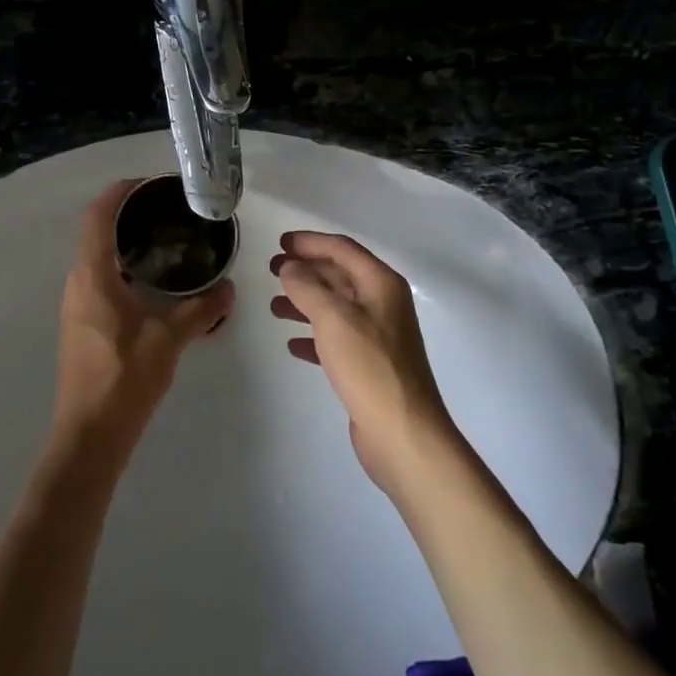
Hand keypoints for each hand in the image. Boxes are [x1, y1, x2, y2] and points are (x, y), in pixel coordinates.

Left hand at [54, 180, 234, 471]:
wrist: (90, 434)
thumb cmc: (124, 378)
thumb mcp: (170, 340)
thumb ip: (201, 310)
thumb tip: (229, 288)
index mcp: (93, 275)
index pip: (98, 215)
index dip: (119, 192)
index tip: (150, 184)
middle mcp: (78, 282)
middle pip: (97, 231)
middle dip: (128, 215)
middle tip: (167, 211)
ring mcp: (76, 304)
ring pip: (98, 257)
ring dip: (125, 243)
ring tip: (166, 241)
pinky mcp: (82, 323)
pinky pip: (100, 278)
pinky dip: (123, 267)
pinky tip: (153, 283)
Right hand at [270, 231, 457, 493]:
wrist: (403, 433)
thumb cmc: (369, 366)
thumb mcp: (333, 318)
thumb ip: (307, 286)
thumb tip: (289, 267)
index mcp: (381, 284)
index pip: (342, 249)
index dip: (310, 242)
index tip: (280, 242)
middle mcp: (383, 304)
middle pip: (340, 275)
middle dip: (306, 270)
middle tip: (271, 269)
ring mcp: (378, 335)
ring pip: (336, 307)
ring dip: (305, 302)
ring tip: (274, 306)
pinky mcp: (370, 365)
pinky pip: (336, 338)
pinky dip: (314, 335)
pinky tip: (293, 344)